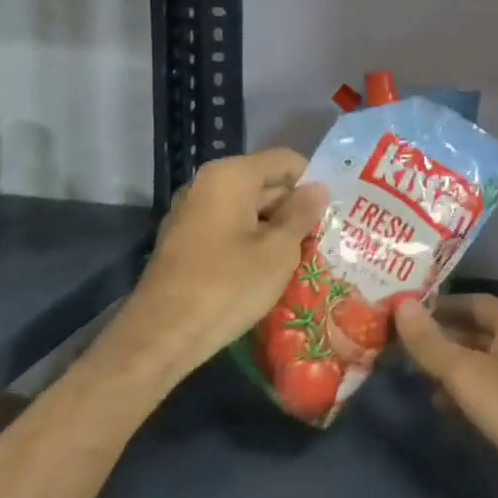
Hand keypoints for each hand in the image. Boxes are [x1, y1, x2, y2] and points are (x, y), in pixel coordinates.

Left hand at [110, 149, 328, 386]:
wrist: (161, 336)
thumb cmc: (227, 285)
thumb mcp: (278, 251)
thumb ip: (301, 214)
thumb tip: (318, 189)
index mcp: (230, 176)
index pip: (285, 161)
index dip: (313, 181)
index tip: (336, 210)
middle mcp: (207, 185)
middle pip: (265, 184)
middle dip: (296, 209)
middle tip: (328, 238)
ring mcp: (192, 214)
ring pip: (248, 210)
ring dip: (276, 229)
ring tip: (307, 257)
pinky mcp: (186, 243)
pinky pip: (230, 230)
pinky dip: (252, 243)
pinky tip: (271, 271)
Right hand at [396, 294, 497, 497]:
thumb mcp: (467, 372)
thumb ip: (431, 342)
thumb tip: (400, 304)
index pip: (471, 302)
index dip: (439, 305)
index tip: (405, 311)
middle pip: (476, 332)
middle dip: (441, 338)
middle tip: (399, 344)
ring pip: (481, 364)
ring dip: (450, 369)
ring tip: (413, 375)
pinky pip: (490, 393)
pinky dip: (466, 395)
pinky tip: (442, 407)